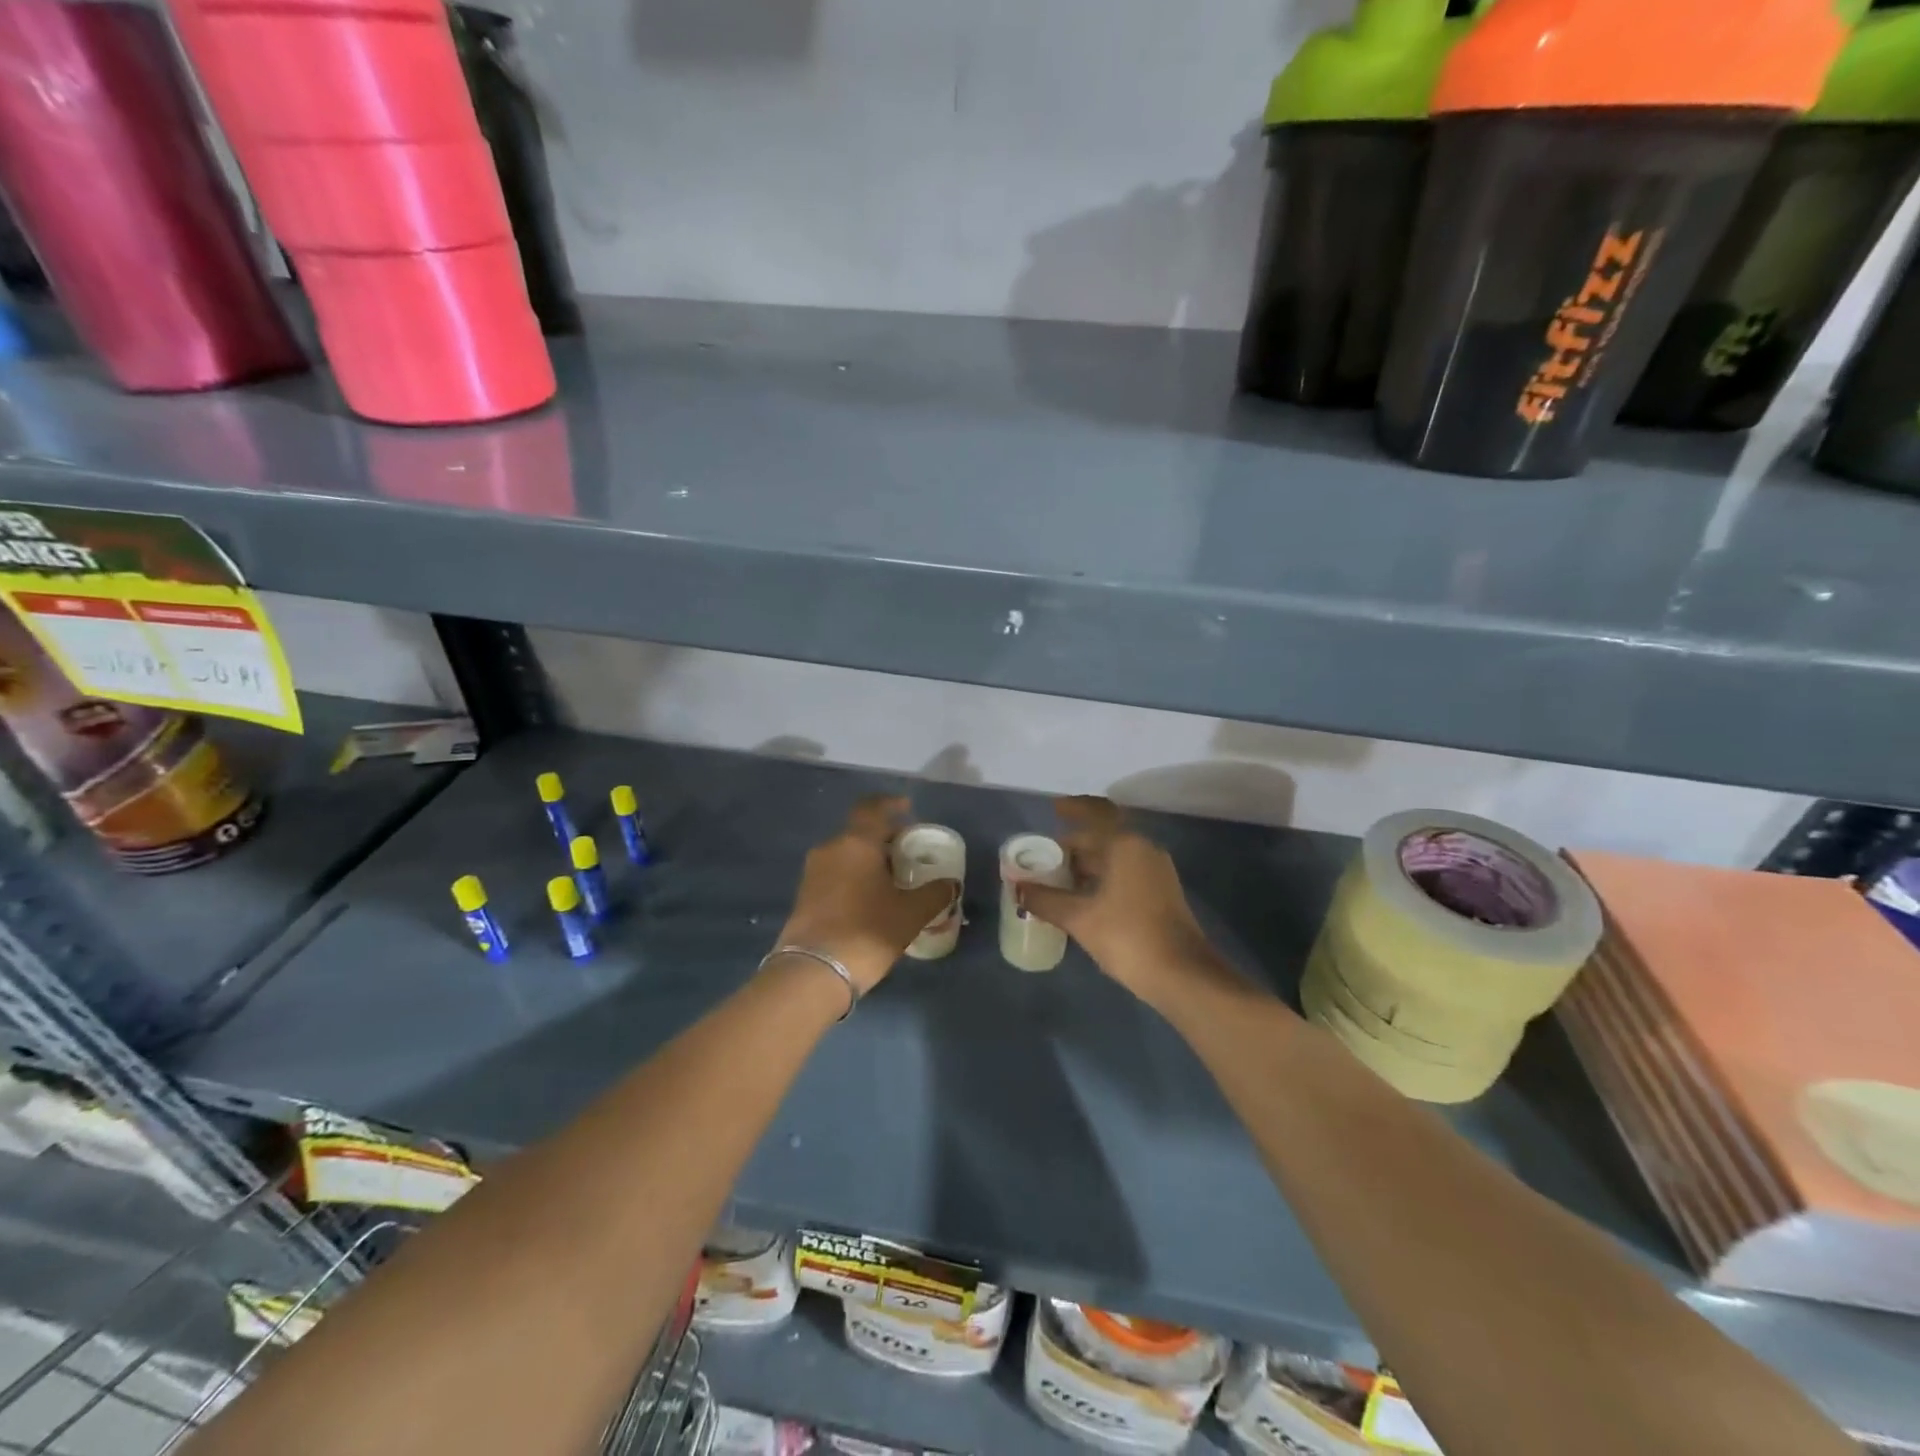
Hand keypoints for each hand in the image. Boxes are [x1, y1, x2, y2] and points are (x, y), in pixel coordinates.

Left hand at [775, 795, 957, 993]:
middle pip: (861, 832)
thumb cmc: (867, 931)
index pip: (872, 808)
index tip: (907, 808)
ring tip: (893, 879)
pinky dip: (855, 876)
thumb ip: (935, 894)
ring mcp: (813, 872)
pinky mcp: (805, 895)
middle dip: (885, 838)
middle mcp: (831, 849)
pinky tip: (871, 899)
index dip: (890, 804)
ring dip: (869, 859)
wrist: (813, 971)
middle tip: (909, 853)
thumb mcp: (910, 914)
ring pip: (847, 854)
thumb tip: (952, 884)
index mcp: (856, 843)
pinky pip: (836, 873)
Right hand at [1018, 797, 1226, 1007]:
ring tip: (1058, 876)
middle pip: (1105, 834)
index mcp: (1125, 845)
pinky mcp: (1159, 893)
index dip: (1073, 808)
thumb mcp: (1079, 918)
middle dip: (1075, 842)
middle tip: (1045, 855)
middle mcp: (1143, 850)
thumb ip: (1045, 900)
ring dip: (1088, 861)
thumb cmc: (1128, 936)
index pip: (1096, 813)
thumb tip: (1018, 887)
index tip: (1053, 808)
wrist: (1182, 975)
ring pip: (1115, 855)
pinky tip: (1082, 895)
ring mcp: (1155, 872)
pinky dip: (1102, 875)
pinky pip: (1125, 871)